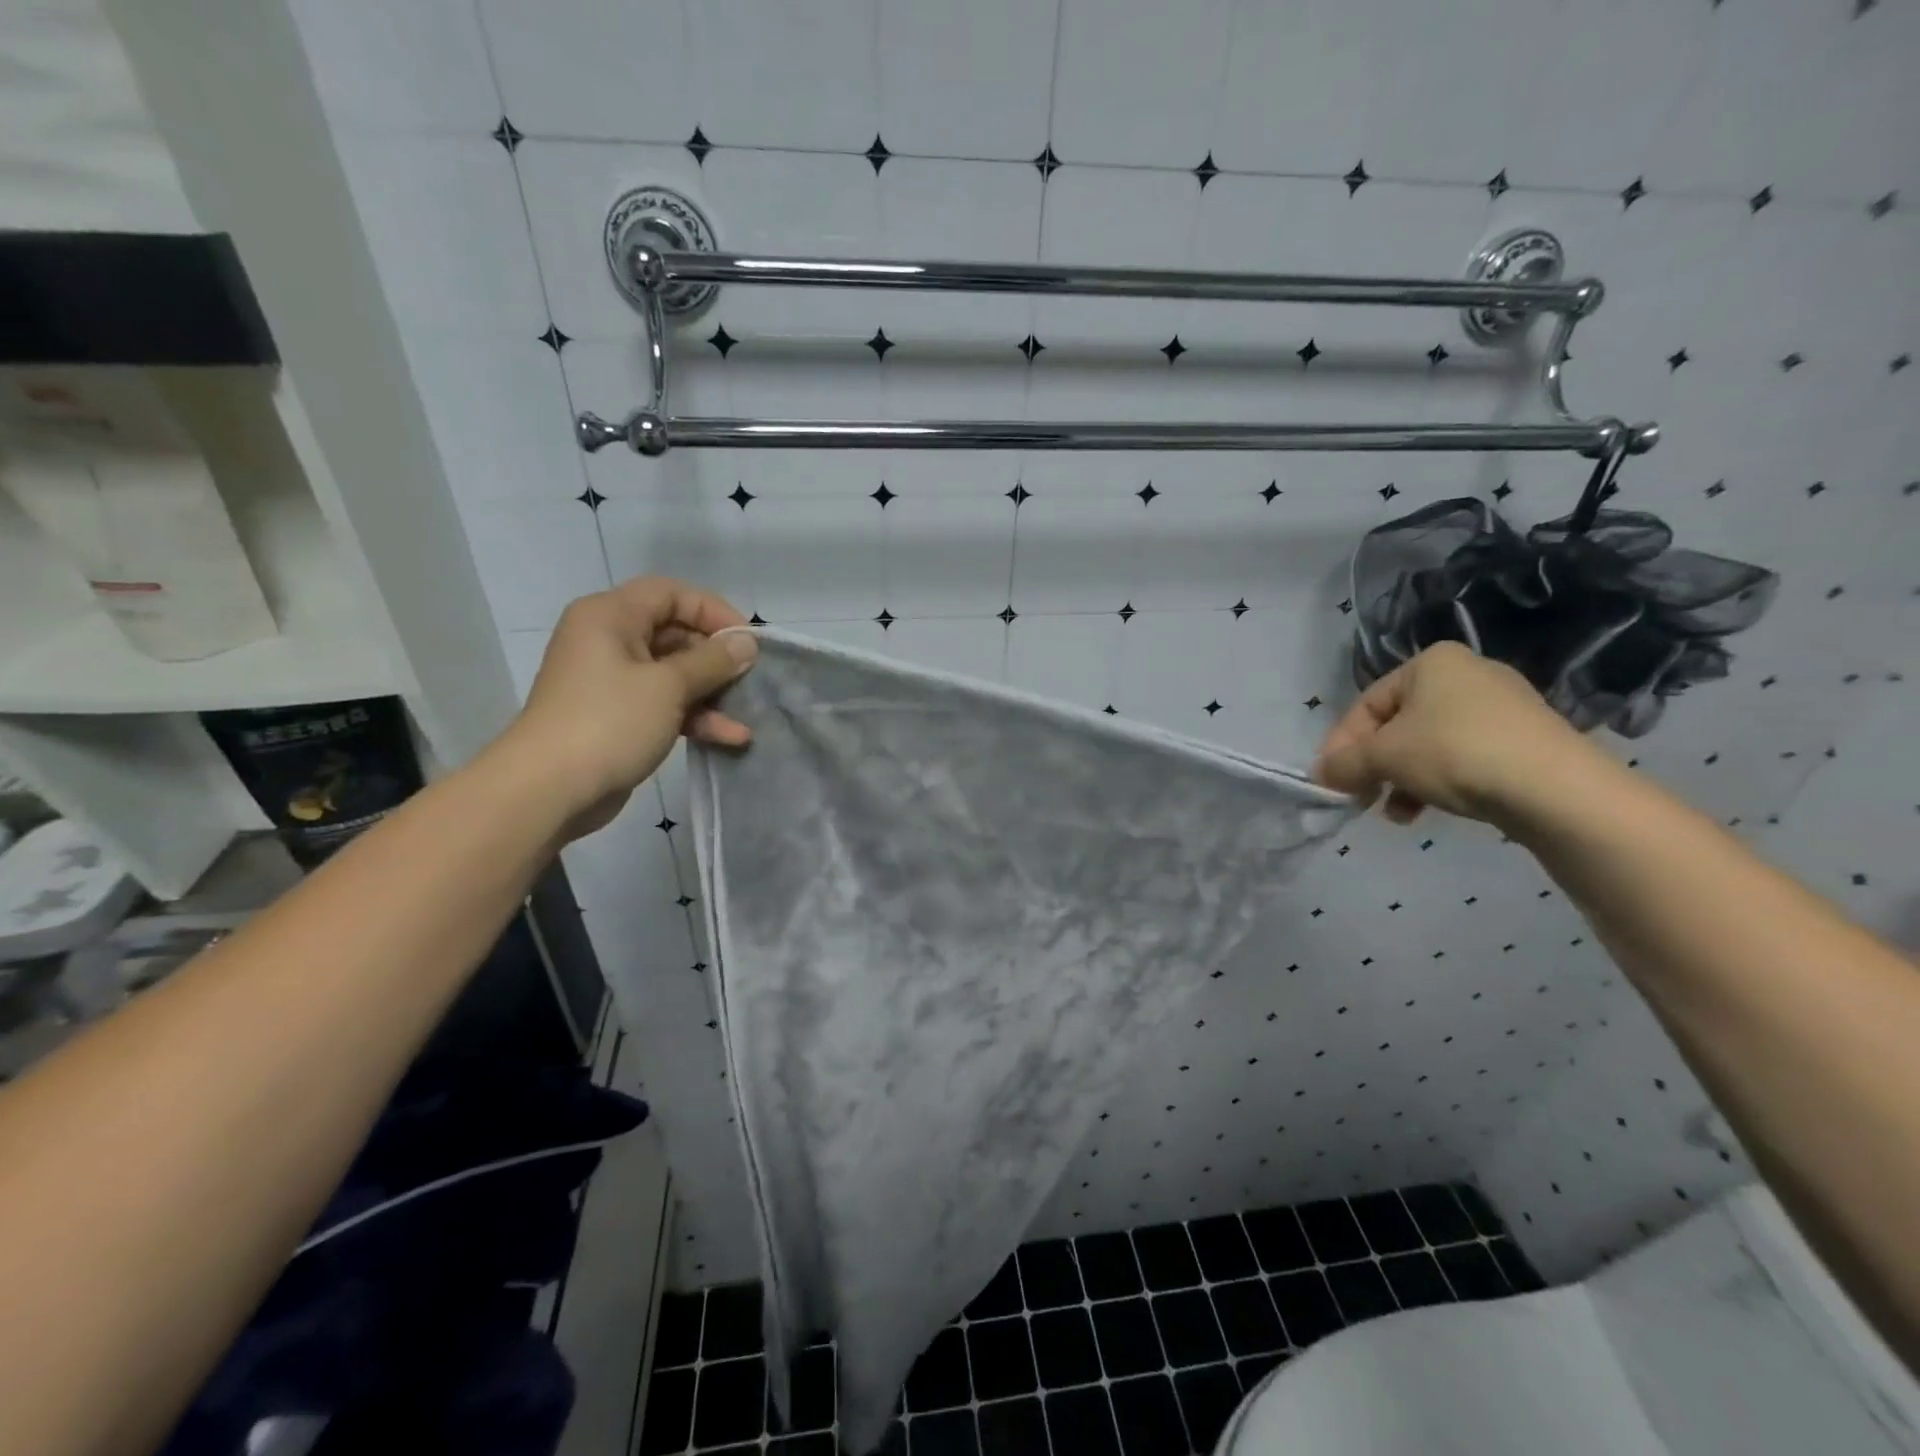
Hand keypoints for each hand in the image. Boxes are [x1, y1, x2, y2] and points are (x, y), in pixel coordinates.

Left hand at [498, 577, 757, 838]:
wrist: (549, 790)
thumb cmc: (609, 722)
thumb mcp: (668, 686)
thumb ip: (712, 661)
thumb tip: (746, 643)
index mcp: (610, 616)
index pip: (671, 594)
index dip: (713, 611)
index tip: (747, 641)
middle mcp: (609, 640)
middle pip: (675, 634)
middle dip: (717, 659)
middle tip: (752, 678)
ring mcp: (613, 681)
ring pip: (674, 674)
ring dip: (712, 693)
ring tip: (747, 714)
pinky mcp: (619, 717)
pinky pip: (665, 704)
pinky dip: (695, 717)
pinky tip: (730, 737)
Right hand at [1313, 642, 1595, 824]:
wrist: (1555, 789)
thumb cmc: (1454, 754)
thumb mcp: (1383, 757)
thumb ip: (1343, 764)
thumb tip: (1320, 774)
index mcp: (1430, 663)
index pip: (1366, 705)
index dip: (1341, 744)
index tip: (1330, 780)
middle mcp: (1466, 674)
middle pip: (1397, 725)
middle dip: (1373, 765)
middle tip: (1359, 797)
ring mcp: (1501, 706)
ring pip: (1427, 744)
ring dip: (1401, 779)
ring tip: (1394, 813)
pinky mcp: (1523, 739)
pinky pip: (1462, 757)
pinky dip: (1437, 781)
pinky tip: (1426, 811)